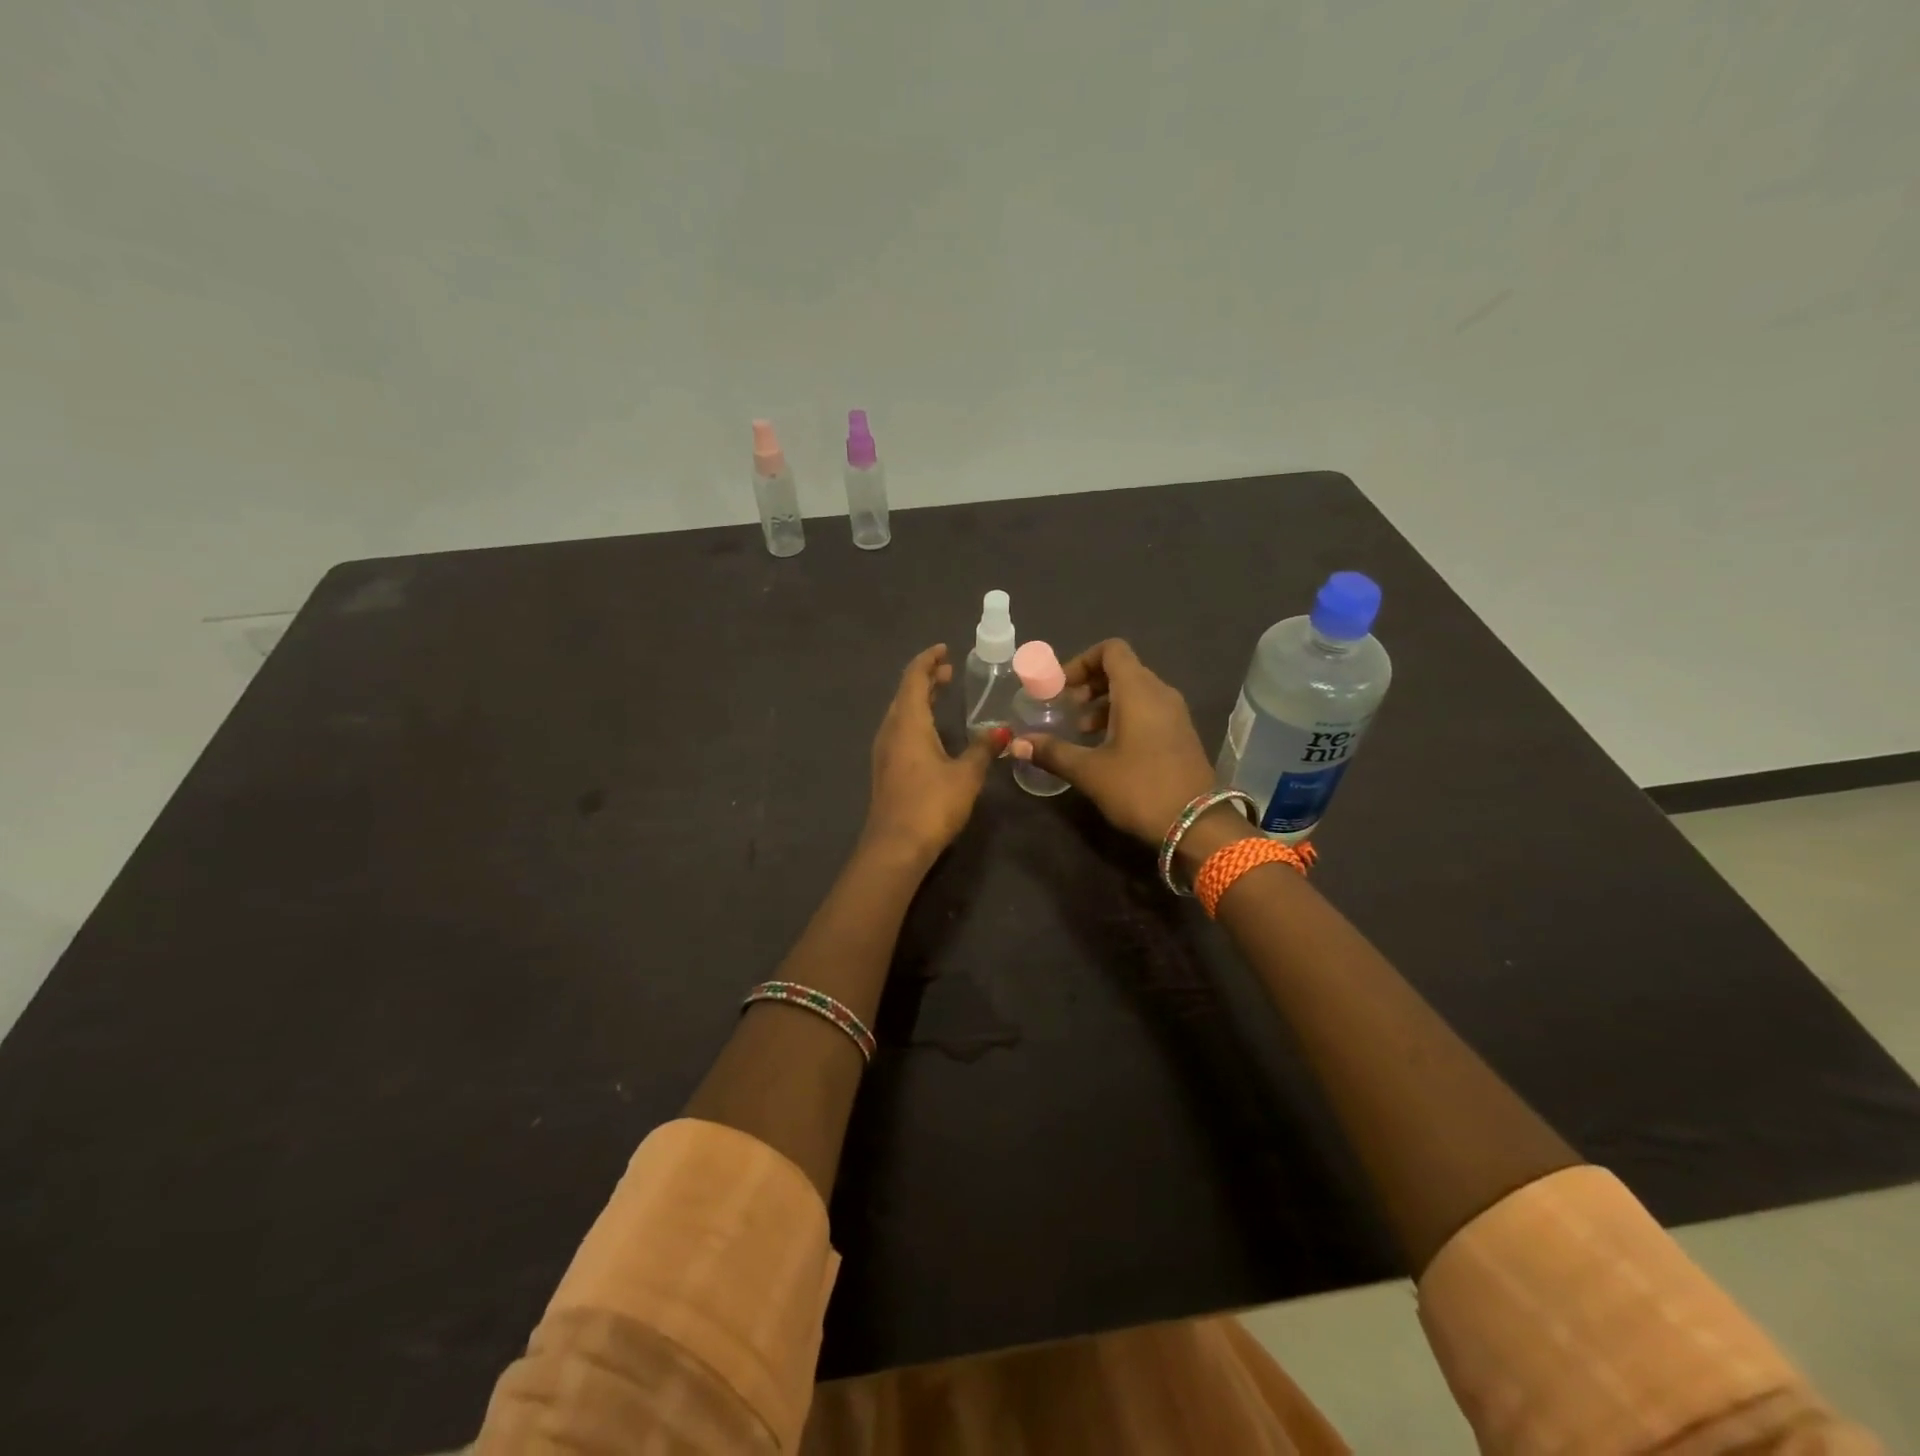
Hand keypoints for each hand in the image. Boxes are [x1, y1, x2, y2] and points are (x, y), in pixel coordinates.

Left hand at [864, 645, 1007, 860]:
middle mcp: (891, 730)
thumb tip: (1003, 731)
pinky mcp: (886, 770)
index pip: (914, 679)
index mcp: (908, 722)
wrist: (896, 846)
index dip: (928, 661)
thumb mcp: (966, 774)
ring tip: (941, 694)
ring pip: (900, 713)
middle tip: (948, 671)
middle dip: (925, 679)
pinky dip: (916, 719)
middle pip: (905, 694)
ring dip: (920, 700)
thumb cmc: (932, 804)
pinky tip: (931, 732)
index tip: (944, 650)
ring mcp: (884, 751)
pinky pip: (899, 731)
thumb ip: (983, 749)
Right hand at [1024, 639, 1217, 845]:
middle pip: (1122, 669)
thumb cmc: (1140, 789)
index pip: (1111, 650)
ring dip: (1105, 703)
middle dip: (1090, 684)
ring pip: (1136, 691)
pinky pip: (1148, 710)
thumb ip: (1052, 752)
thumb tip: (1016, 743)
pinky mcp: (1180, 734)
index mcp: (1138, 691)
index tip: (1061, 687)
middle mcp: (1160, 693)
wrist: (1197, 825)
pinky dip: (1124, 717)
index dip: (1081, 661)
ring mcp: (1175, 714)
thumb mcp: (1090, 771)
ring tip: (1082, 730)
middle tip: (1067, 708)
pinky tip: (1107, 748)